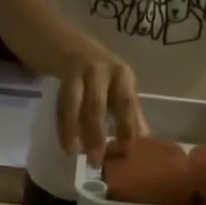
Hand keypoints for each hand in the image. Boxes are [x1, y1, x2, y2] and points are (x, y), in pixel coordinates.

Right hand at [58, 50, 145, 165]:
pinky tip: (65, 145)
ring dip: (75, 131)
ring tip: (75, 154)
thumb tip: (144, 141)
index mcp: (122, 75)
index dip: (127, 126)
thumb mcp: (116, 88)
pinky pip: (61, 104)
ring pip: (77, 104)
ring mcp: (80, 70)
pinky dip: (63, 126)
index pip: (127, 103)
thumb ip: (129, 113)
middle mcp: (103, 69)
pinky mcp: (61, 74)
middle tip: (96, 161)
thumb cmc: (98, 73)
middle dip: (97, 135)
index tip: (126, 150)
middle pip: (99, 105)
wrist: (66, 42)